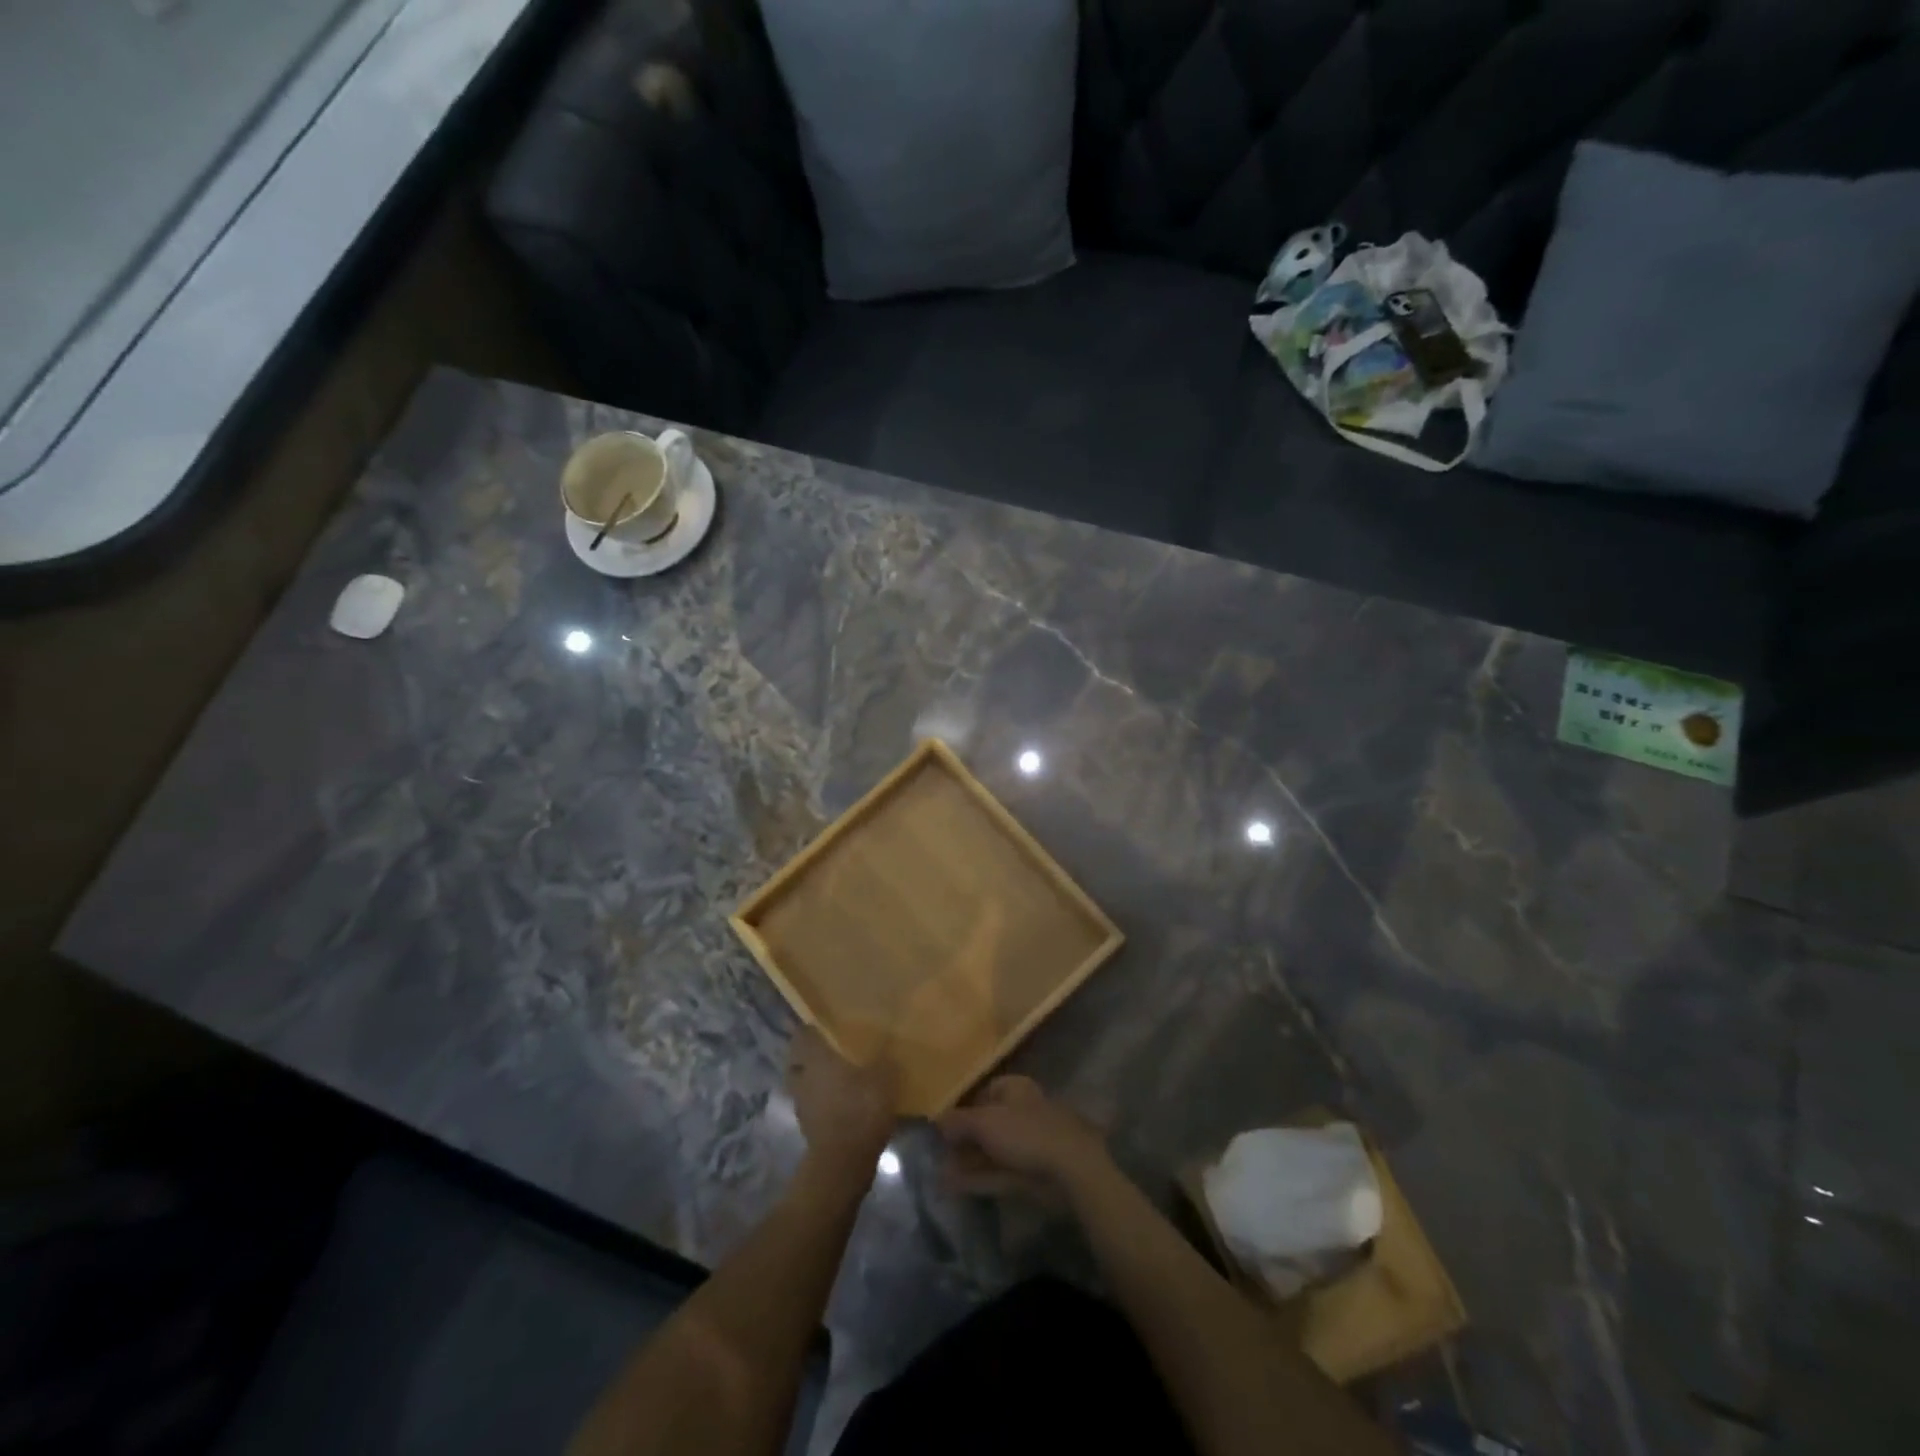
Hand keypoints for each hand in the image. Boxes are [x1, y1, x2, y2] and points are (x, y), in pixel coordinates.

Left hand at [786, 1025, 896, 1173]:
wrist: (843, 1163)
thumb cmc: (860, 1110)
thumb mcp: (882, 1079)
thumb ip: (883, 1059)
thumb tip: (887, 1045)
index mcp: (816, 1059)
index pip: (802, 1035)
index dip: (811, 1028)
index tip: (826, 1025)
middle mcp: (803, 1078)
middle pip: (797, 1061)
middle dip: (810, 1056)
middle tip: (832, 1051)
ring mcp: (802, 1104)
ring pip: (803, 1084)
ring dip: (815, 1081)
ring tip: (839, 1077)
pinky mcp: (808, 1127)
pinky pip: (812, 1105)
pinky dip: (822, 1102)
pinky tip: (843, 1102)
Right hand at [936, 1075, 1109, 1201]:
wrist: (1069, 1170)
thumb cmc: (1025, 1132)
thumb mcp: (984, 1122)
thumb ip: (958, 1121)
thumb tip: (937, 1121)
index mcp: (1015, 1089)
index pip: (985, 1091)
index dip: (963, 1106)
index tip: (942, 1124)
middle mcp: (1020, 1112)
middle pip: (986, 1123)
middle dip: (962, 1139)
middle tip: (937, 1153)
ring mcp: (1026, 1144)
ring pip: (991, 1150)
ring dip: (966, 1161)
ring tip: (938, 1172)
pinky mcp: (1029, 1173)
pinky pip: (996, 1172)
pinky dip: (976, 1178)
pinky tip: (952, 1186)